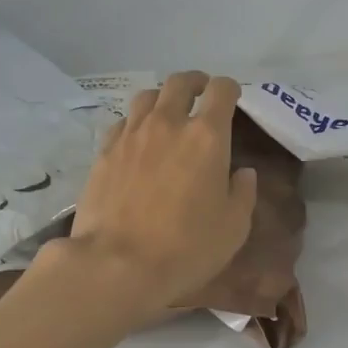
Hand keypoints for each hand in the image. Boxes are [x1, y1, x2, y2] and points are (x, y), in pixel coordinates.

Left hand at [53, 72, 256, 319]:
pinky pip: (122, 122)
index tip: (232, 98)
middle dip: (195, 83)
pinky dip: (135, 123)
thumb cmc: (185, 248)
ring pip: (147, 97)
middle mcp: (167, 124)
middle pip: (180, 82)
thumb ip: (243, 193)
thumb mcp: (233, 228)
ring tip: (167, 114)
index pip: (221, 91)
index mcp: (206, 136)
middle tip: (201, 95)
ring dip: (162, 99)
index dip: (229, 89)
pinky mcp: (104, 151)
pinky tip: (137, 141)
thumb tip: (243, 173)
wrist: (116, 264)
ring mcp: (131, 135)